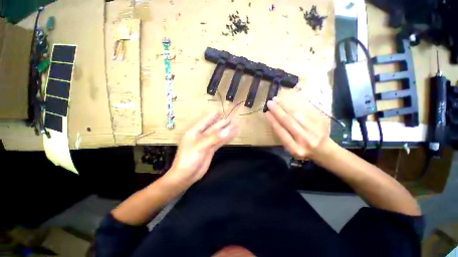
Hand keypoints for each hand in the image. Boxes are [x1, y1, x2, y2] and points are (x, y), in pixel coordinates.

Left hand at [165, 112, 237, 185]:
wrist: (186, 176)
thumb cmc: (188, 159)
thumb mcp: (199, 146)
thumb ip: (213, 138)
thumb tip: (225, 131)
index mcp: (195, 132)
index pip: (205, 121)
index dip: (213, 116)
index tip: (221, 111)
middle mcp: (201, 136)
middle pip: (214, 127)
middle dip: (223, 122)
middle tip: (232, 117)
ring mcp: (207, 143)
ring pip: (218, 134)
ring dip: (227, 130)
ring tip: (235, 125)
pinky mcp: (211, 149)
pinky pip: (220, 142)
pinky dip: (226, 138)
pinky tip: (231, 134)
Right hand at [265, 94, 330, 159]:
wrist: (323, 150)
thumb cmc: (302, 148)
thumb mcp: (290, 147)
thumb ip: (282, 135)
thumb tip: (273, 118)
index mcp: (295, 148)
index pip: (281, 131)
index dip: (273, 120)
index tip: (266, 112)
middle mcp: (305, 140)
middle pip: (289, 121)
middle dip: (277, 111)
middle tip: (270, 102)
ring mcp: (315, 130)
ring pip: (298, 114)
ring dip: (286, 105)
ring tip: (278, 99)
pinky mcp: (322, 122)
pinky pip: (307, 110)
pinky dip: (297, 104)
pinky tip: (289, 100)